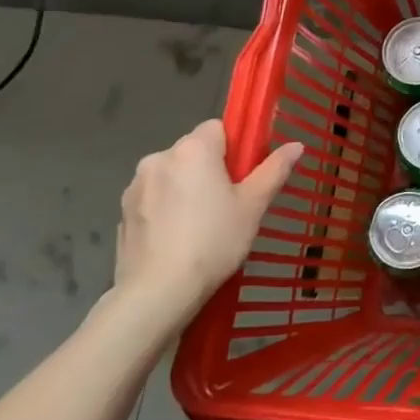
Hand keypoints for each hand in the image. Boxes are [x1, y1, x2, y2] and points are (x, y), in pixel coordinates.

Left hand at [113, 119, 302, 328]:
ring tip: (201, 226)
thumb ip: (274, 170)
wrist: (158, 292)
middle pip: (193, 151)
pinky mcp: (122, 212)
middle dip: (210, 168)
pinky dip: (166, 209)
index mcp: (193, 149)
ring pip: (172, 175)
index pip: (218, 128)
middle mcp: (159, 158)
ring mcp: (135, 186)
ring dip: (186, 188)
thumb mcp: (253, 206)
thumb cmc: (214, 241)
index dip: (235, 149)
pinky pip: (153, 198)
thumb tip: (297, 145)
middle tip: (228, 204)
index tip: (243, 177)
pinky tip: (177, 239)